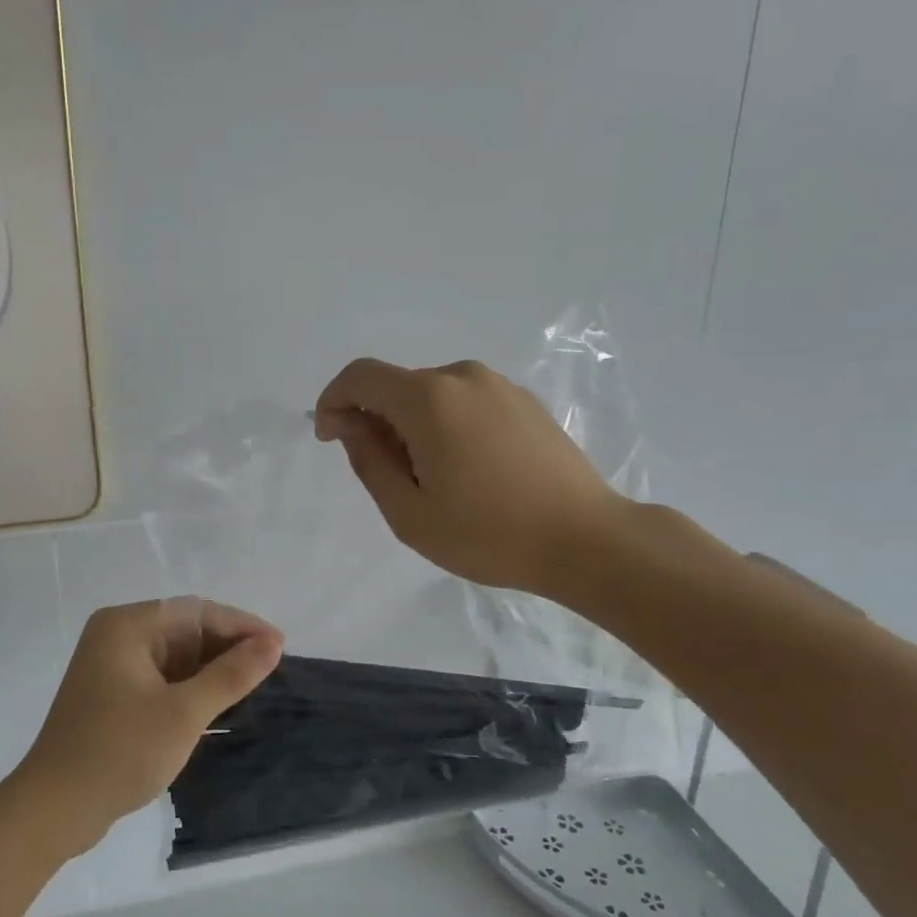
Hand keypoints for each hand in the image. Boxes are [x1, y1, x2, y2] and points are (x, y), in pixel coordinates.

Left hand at [12, 600, 283, 856]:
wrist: (53, 810)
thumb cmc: (119, 752)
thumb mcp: (183, 713)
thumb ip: (231, 675)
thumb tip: (272, 644)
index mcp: (127, 625)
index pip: (196, 612)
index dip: (242, 626)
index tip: (280, 646)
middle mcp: (117, 636)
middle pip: (185, 629)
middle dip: (228, 647)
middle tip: (271, 668)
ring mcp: (111, 666)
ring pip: (175, 655)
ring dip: (212, 669)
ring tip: (253, 685)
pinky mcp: (112, 694)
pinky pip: (162, 677)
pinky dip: (191, 687)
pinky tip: (219, 704)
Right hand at [314, 358, 626, 597]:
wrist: (586, 540)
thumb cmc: (489, 534)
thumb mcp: (410, 512)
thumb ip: (369, 461)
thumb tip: (349, 424)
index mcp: (429, 399)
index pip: (361, 377)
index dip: (334, 401)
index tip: (330, 438)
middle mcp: (463, 377)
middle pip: (397, 386)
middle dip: (375, 420)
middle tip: (387, 476)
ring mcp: (499, 386)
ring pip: (431, 394)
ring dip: (412, 425)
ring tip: (432, 480)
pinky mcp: (523, 401)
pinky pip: (464, 401)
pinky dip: (446, 424)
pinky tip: (466, 470)